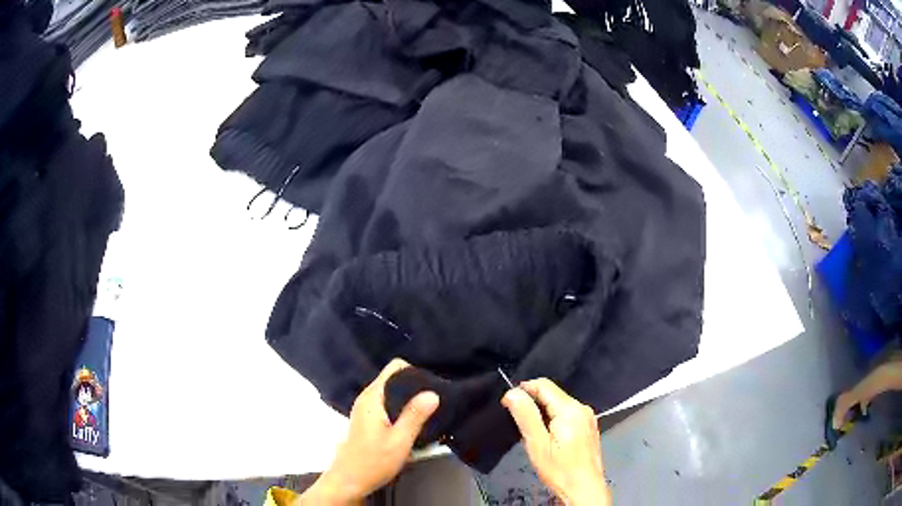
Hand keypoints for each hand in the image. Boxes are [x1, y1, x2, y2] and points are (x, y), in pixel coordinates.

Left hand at [301, 359, 439, 504]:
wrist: (349, 481)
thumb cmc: (373, 461)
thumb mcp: (400, 440)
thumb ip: (415, 415)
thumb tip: (433, 392)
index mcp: (373, 396)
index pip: (395, 367)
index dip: (415, 372)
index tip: (434, 386)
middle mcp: (367, 397)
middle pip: (394, 378)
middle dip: (415, 385)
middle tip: (437, 400)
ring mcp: (366, 408)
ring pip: (392, 391)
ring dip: (410, 398)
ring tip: (430, 410)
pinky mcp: (368, 419)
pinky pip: (388, 403)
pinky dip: (402, 407)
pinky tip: (415, 420)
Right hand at [502, 378, 610, 505]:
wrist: (584, 489)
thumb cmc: (559, 470)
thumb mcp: (537, 445)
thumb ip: (525, 416)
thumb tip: (512, 392)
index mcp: (570, 409)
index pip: (543, 385)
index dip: (522, 390)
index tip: (507, 405)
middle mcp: (582, 408)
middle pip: (552, 393)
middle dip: (532, 403)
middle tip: (518, 424)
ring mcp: (588, 417)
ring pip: (558, 404)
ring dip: (542, 412)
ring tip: (531, 433)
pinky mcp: (588, 427)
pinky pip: (567, 414)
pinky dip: (553, 419)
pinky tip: (547, 437)